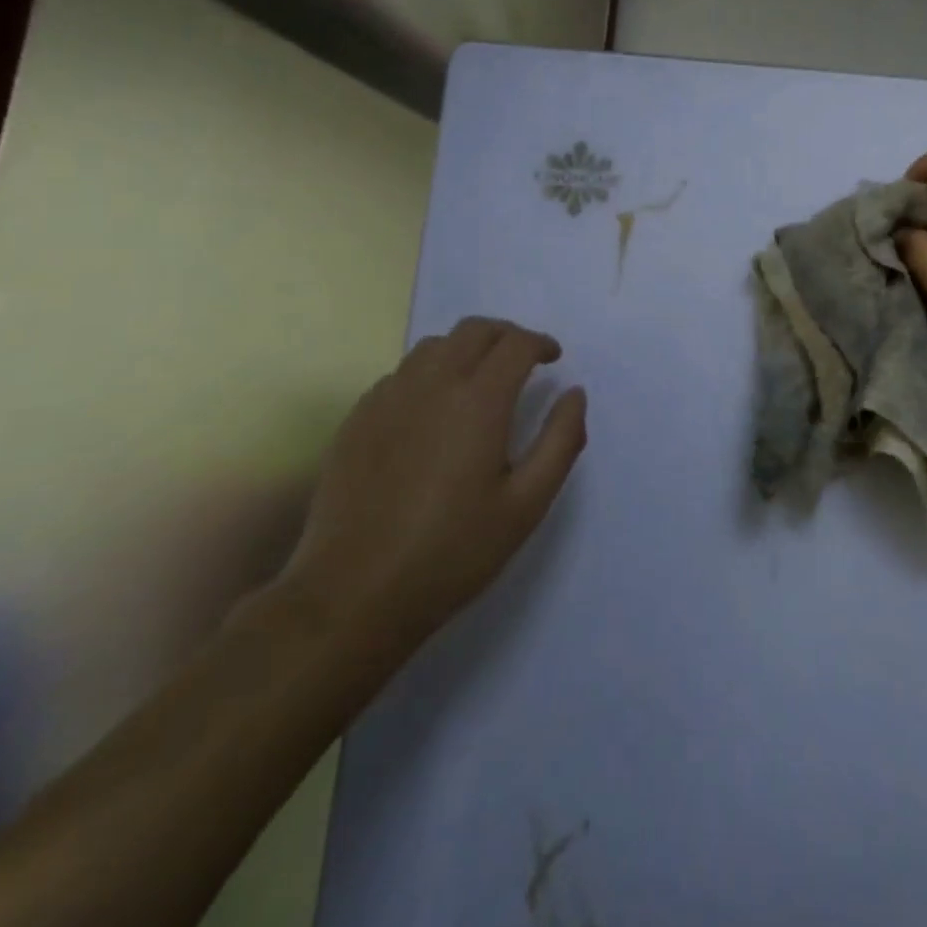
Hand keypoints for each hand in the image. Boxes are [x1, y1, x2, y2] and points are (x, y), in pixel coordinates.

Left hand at [275, 318, 586, 665]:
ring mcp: (387, 398)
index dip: (540, 344)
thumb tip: (574, 394)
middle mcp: (432, 384)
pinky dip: (428, 374)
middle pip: (474, 330)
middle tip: (523, 361)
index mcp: (479, 401)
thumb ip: (560, 441)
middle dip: (506, 335)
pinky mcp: (357, 419)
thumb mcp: (527, 504)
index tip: (553, 359)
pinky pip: (400, 374)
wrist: (352, 595)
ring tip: (480, 380)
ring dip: (466, 350)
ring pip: (433, 347)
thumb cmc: (452, 551)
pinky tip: (433, 411)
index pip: (516, 344)